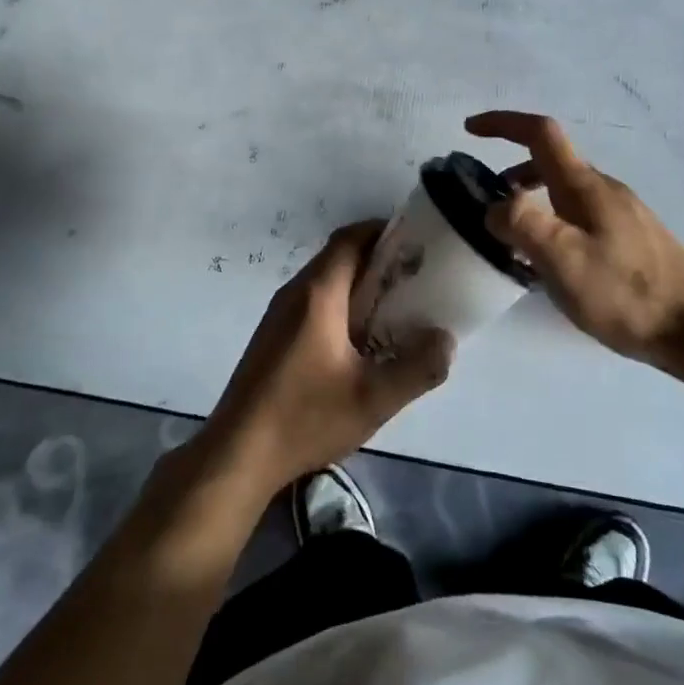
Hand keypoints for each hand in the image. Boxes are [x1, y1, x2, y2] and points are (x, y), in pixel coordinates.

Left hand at [203, 221, 453, 492]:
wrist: (237, 453)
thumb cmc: (305, 417)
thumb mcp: (373, 399)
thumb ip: (417, 368)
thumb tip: (446, 339)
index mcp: (318, 294)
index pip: (350, 239)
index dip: (382, 231)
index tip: (415, 241)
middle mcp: (294, 293)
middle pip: (338, 258)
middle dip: (377, 260)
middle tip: (415, 279)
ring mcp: (278, 314)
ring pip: (324, 282)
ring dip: (359, 286)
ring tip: (395, 309)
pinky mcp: (272, 337)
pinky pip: (312, 304)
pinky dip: (340, 306)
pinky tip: (359, 341)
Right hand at [466, 111, 683, 369]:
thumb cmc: (624, 292)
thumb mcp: (562, 259)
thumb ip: (521, 224)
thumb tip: (495, 207)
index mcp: (584, 185)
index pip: (540, 133)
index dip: (503, 123)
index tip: (470, 129)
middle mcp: (605, 189)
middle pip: (552, 162)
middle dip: (513, 171)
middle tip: (488, 203)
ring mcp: (623, 212)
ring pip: (567, 191)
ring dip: (534, 199)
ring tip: (515, 237)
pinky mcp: (634, 238)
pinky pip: (583, 214)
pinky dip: (555, 220)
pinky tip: (555, 262)